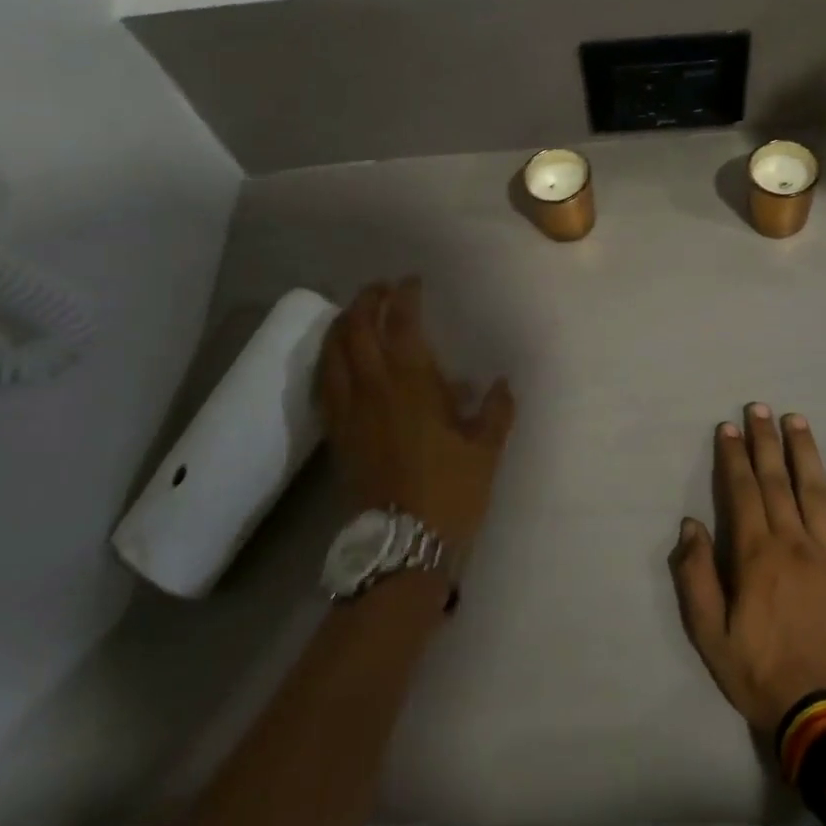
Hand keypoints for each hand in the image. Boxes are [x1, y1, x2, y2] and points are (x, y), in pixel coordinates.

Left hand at [318, 279, 515, 550]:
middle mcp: (374, 388)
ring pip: (333, 353)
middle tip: (380, 289)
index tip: (411, 282)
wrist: (403, 543)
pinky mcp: (337, 433)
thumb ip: (496, 411)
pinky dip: (327, 360)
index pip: (402, 324)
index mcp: (413, 384)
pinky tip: (335, 358)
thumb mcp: (485, 449)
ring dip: (341, 325)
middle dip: (367, 301)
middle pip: (357, 329)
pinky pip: (323, 384)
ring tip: (353, 313)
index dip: (404, 296)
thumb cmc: (450, 491)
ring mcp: (349, 410)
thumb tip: (502, 384)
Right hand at [670, 405, 825, 735]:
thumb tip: (690, 526)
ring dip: (804, 451)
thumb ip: (697, 577)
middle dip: (765, 441)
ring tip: (796, 420)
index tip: (728, 428)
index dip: (733, 457)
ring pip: (815, 489)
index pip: (741, 492)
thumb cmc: (762, 675)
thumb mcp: (710, 635)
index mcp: (756, 555)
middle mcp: (794, 542)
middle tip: (759, 408)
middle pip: (776, 480)